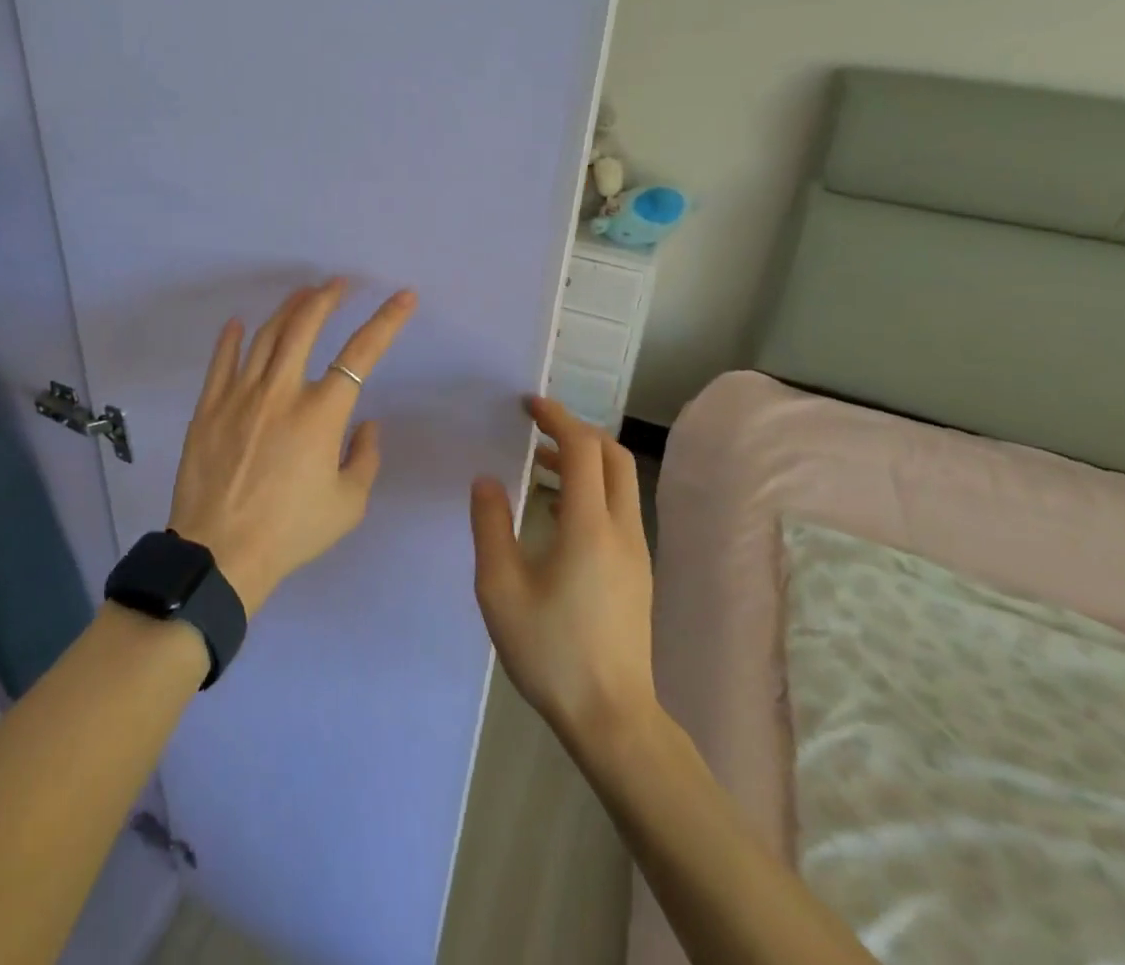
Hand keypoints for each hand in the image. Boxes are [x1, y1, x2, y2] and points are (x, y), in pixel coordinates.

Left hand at [167, 279, 415, 612]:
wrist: (220, 553)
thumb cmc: (291, 531)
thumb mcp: (347, 504)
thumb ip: (364, 457)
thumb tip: (365, 423)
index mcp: (321, 413)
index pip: (362, 353)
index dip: (386, 321)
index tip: (403, 297)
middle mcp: (282, 391)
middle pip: (305, 325)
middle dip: (327, 297)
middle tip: (339, 284)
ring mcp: (240, 394)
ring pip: (266, 335)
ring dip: (287, 308)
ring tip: (301, 294)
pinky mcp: (209, 406)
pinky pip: (221, 361)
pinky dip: (231, 337)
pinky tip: (238, 323)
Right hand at [470, 398, 656, 749]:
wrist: (612, 720)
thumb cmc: (551, 651)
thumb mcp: (500, 588)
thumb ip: (490, 525)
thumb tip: (488, 480)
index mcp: (589, 527)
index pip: (582, 448)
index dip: (557, 418)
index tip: (528, 404)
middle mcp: (621, 530)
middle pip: (612, 456)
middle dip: (576, 430)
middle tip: (536, 427)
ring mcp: (635, 552)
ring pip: (619, 482)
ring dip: (583, 460)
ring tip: (538, 463)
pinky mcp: (636, 572)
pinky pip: (617, 509)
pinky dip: (590, 488)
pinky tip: (555, 511)